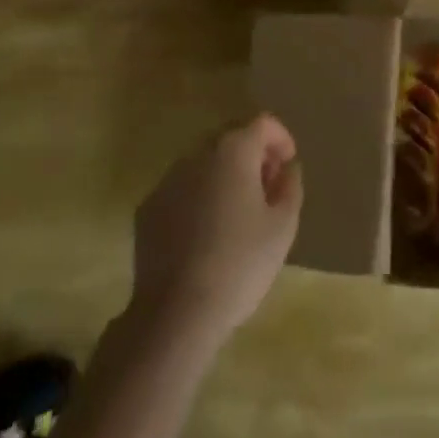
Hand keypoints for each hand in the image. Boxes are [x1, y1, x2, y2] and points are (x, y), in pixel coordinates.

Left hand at [129, 114, 302, 350]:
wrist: (175, 314)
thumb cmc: (239, 265)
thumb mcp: (283, 227)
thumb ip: (290, 187)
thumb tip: (286, 168)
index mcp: (234, 150)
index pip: (263, 123)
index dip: (280, 138)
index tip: (288, 163)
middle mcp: (198, 153)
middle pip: (231, 137)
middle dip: (252, 153)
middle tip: (266, 186)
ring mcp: (168, 179)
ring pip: (204, 162)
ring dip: (224, 174)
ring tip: (236, 211)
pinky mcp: (148, 207)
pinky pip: (182, 188)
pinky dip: (198, 196)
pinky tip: (205, 232)